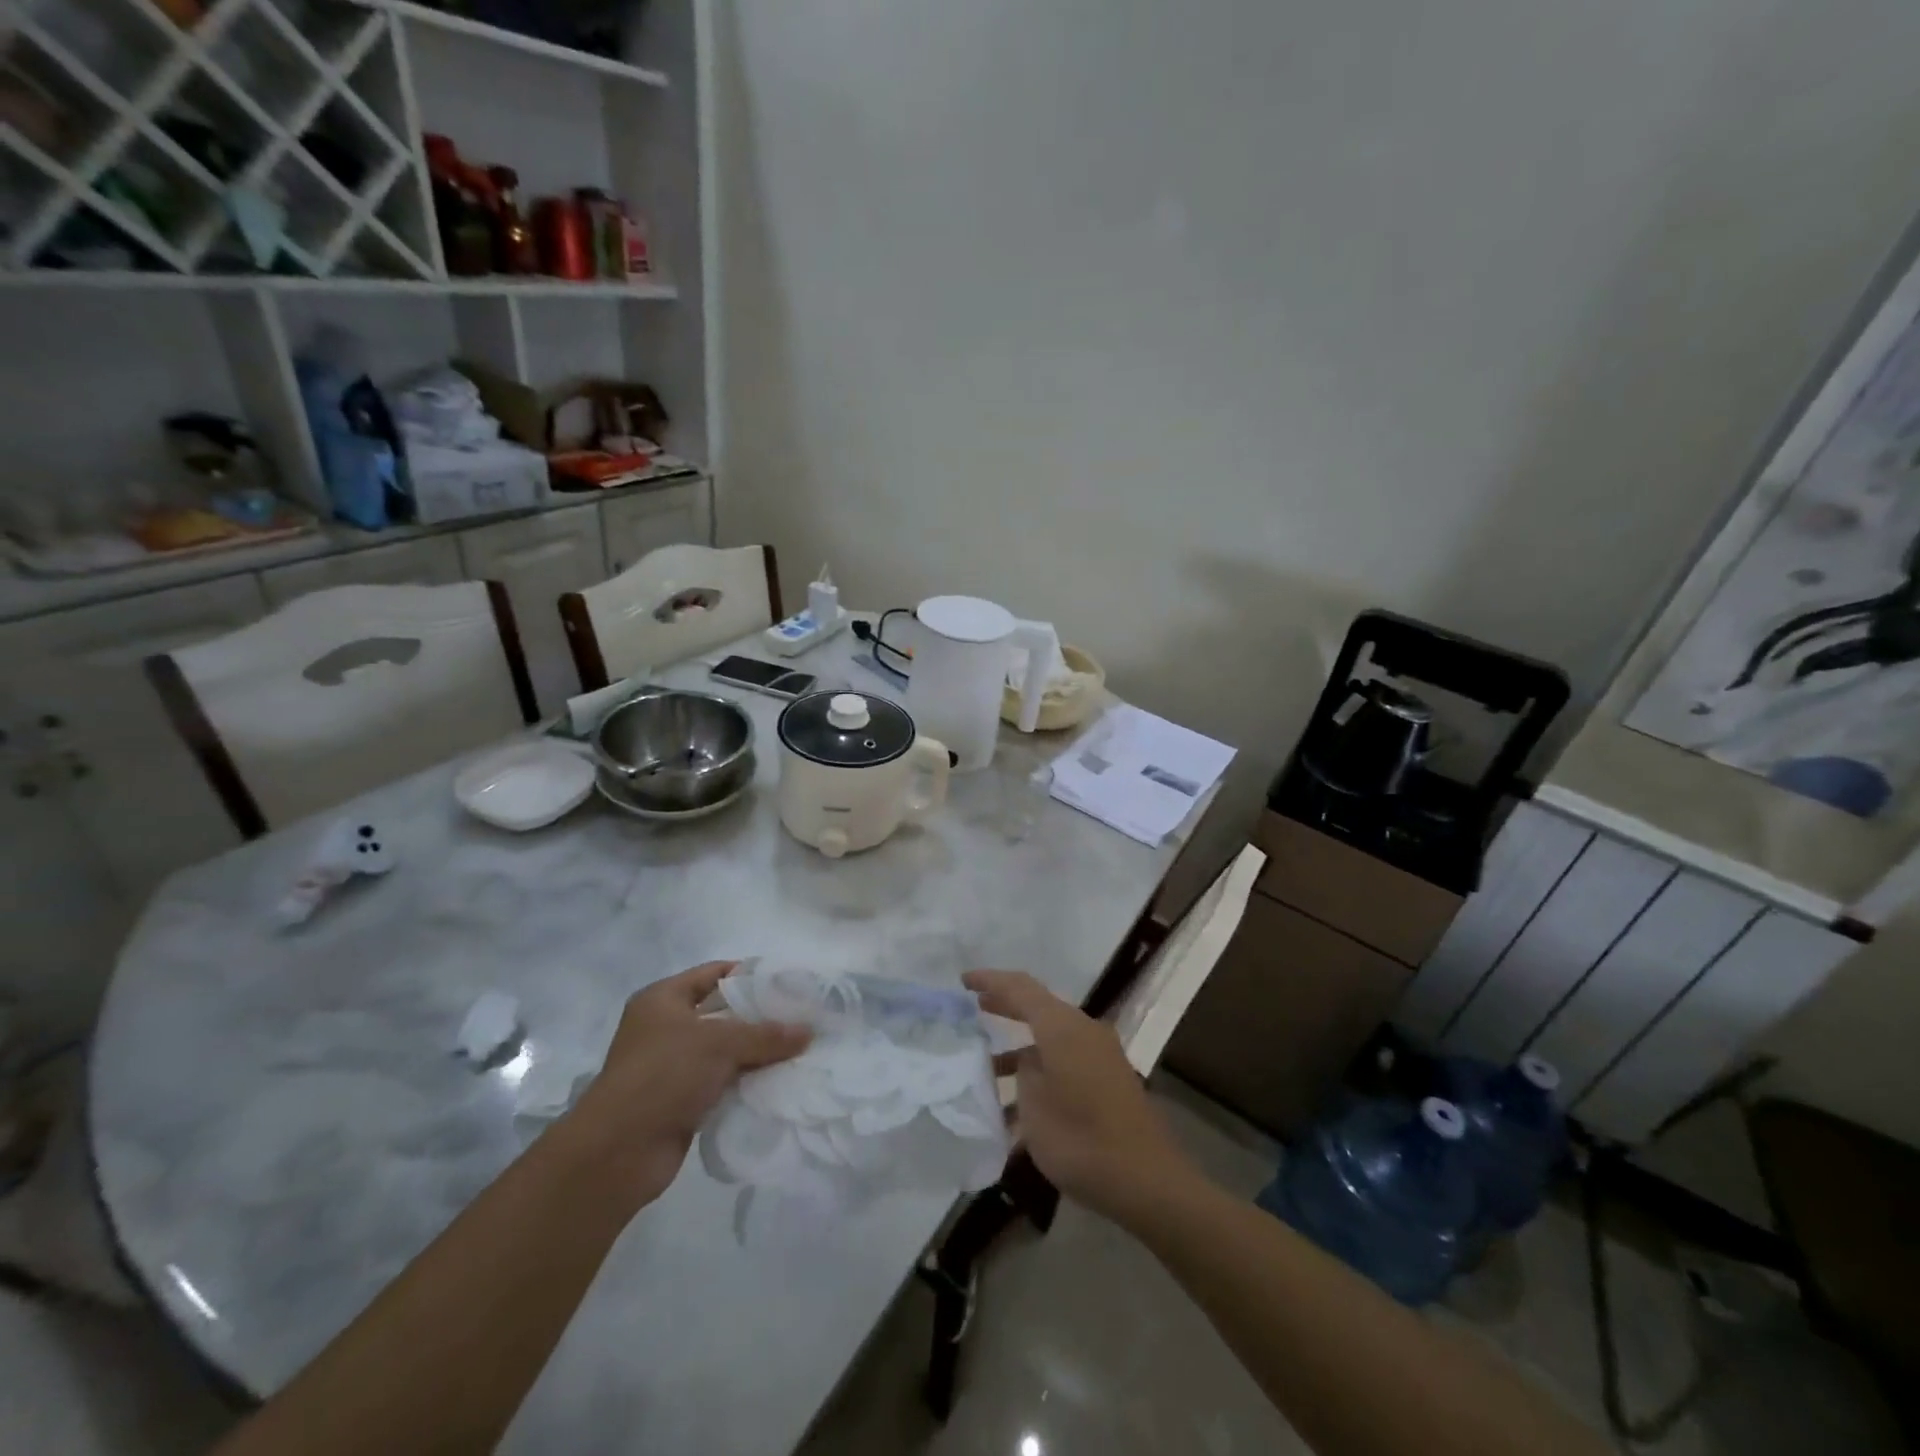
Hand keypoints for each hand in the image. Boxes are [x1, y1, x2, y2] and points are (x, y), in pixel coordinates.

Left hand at [566, 962, 809, 1211]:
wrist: (617, 1152)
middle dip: (760, 1017)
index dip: (750, 975)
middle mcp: (666, 1027)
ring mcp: (672, 1066)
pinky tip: (779, 1082)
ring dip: (757, 1053)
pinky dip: (746, 1082)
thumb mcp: (719, 1043)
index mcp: (664, 999)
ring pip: (725, 1051)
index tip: (789, 983)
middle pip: (723, 1013)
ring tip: (800, 1050)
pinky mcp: (681, 1101)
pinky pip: (722, 1082)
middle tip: (801, 1018)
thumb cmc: (663, 1074)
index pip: (714, 973)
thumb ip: (765, 1035)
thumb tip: (808, 1032)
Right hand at [964, 969, 1193, 1226]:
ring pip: (1050, 1040)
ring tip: (984, 1067)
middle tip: (972, 1009)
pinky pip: (1064, 1064)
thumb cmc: (1081, 1138)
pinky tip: (1017, 1110)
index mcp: (1063, 1026)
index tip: (963, 980)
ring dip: (1020, 1049)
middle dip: (1005, 1007)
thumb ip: (1024, 1072)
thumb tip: (1026, 1060)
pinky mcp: (1107, 1081)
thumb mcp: (1035, 1105)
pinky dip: (1039, 1075)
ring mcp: (1099, 1056)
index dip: (990, 981)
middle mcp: (1083, 1031)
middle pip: (1038, 1008)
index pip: (1021, 988)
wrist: (1146, 1180)